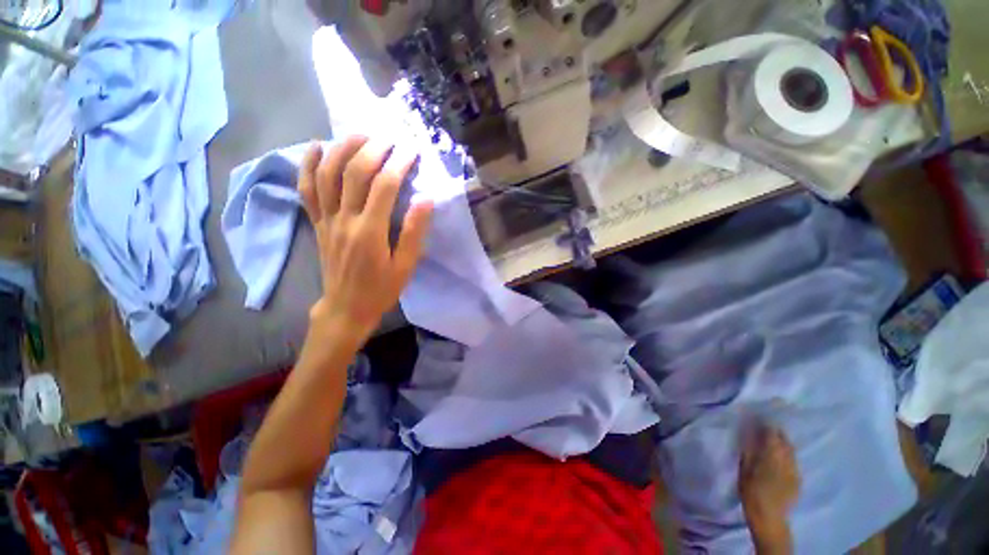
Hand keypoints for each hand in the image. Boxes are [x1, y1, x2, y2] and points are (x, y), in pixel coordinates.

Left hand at [298, 136, 433, 340]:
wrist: (346, 307)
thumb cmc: (381, 289)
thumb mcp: (405, 266)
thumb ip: (414, 233)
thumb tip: (425, 200)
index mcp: (370, 232)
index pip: (384, 187)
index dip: (398, 164)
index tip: (411, 150)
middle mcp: (344, 220)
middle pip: (354, 173)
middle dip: (372, 149)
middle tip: (389, 136)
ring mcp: (326, 219)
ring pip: (327, 174)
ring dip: (342, 149)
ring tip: (358, 135)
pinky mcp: (317, 223)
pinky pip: (307, 189)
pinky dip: (308, 165)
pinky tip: (317, 147)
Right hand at [739, 426, 800, 541]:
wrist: (768, 516)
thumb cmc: (751, 489)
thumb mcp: (745, 467)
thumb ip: (749, 448)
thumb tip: (749, 431)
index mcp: (773, 453)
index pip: (772, 431)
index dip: (767, 422)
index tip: (759, 415)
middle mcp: (788, 458)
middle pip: (785, 439)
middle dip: (777, 431)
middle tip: (766, 427)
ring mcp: (795, 469)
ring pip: (791, 450)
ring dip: (783, 443)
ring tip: (773, 441)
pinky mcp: (798, 479)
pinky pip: (793, 461)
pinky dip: (786, 455)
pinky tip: (779, 459)